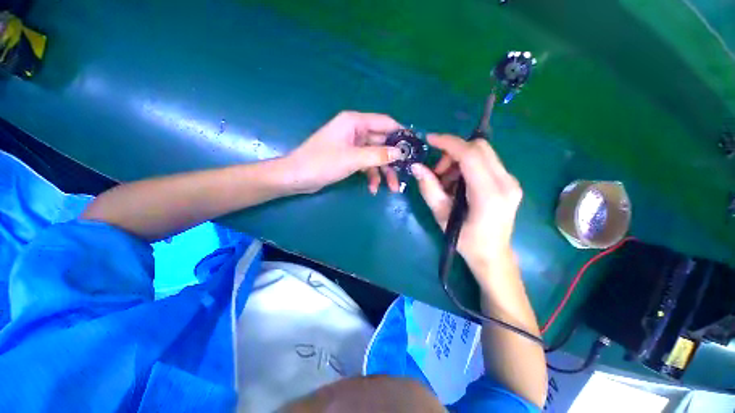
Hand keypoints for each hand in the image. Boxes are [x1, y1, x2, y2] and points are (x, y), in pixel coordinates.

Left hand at [284, 111, 404, 194]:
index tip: (415, 147)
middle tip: (405, 174)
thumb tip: (401, 153)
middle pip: (382, 143)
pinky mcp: (349, 158)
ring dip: (383, 172)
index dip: (401, 134)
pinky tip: (372, 189)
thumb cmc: (322, 163)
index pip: (385, 123)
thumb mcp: (353, 159)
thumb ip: (378, 155)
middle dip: (393, 160)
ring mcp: (353, 146)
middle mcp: (356, 131)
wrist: (297, 178)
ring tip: (391, 188)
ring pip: (375, 156)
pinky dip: (371, 176)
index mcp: (355, 122)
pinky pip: (366, 165)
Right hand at [411, 135, 521, 273]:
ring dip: (459, 160)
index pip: (470, 155)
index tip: (430, 139)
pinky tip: (458, 184)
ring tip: (446, 181)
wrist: (493, 255)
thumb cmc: (466, 241)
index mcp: (489, 194)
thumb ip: (429, 189)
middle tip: (437, 171)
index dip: (449, 143)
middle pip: (479, 148)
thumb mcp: (441, 216)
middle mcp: (506, 183)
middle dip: (453, 152)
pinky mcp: (509, 182)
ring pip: (482, 153)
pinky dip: (468, 166)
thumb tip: (416, 167)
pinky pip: (486, 162)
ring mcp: (511, 181)